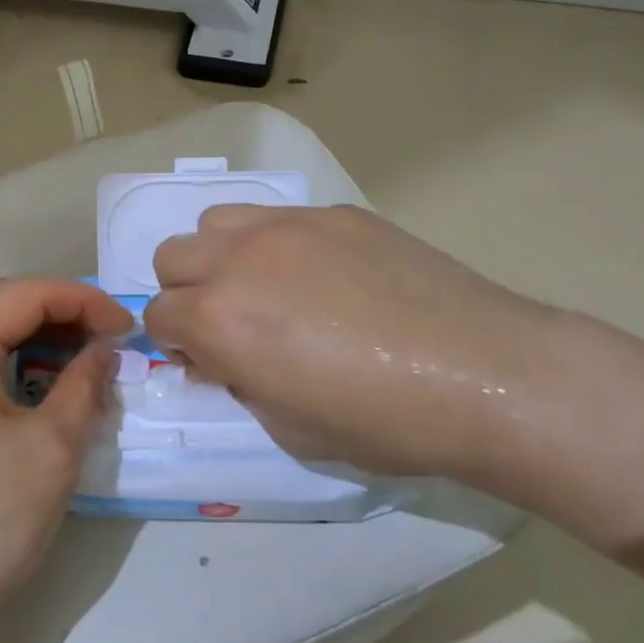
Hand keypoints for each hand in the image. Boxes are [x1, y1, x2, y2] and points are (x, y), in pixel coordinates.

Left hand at [0, 278, 132, 639]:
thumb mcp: (53, 447)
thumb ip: (84, 384)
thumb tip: (103, 351)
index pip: (25, 295)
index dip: (82, 299)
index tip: (125, 325)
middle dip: (57, 308)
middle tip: (104, 334)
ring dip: (32, 332)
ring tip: (79, 355)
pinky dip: (8, 359)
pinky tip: (39, 382)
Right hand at [142, 205, 559, 482]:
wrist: (486, 375)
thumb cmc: (382, 422)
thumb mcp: (288, 428)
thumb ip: (238, 384)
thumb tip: (226, 358)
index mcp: (219, 320)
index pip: (157, 316)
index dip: (176, 345)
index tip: (209, 363)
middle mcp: (239, 260)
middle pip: (172, 257)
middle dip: (187, 293)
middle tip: (233, 324)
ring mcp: (288, 226)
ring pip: (216, 222)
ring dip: (222, 256)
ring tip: (267, 288)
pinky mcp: (335, 214)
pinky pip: (278, 217)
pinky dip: (276, 245)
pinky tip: (326, 276)